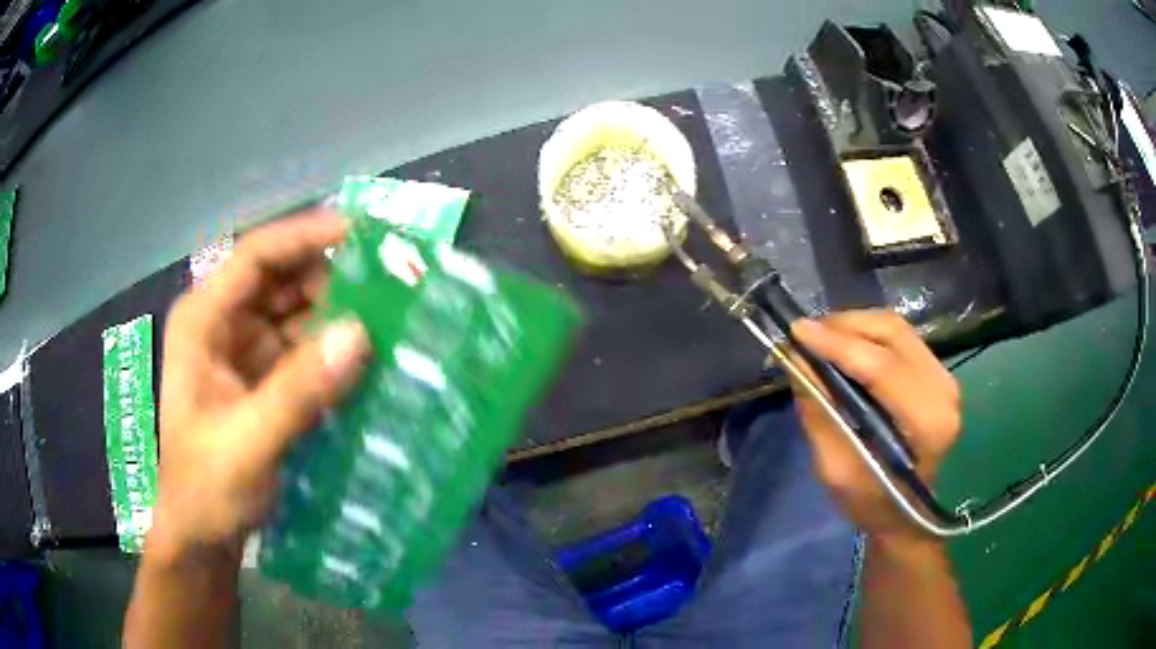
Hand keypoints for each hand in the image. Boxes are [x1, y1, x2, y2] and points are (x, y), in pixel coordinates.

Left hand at [149, 211, 371, 558]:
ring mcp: (245, 352)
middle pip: (282, 280)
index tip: (361, 234)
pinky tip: (370, 359)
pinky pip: (306, 351)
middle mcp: (224, 324)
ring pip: (298, 313)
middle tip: (390, 286)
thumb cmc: (206, 489)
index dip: (305, 236)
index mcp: (203, 321)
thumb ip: (297, 392)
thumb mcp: (247, 444)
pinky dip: (336, 351)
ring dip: (340, 315)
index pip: (255, 257)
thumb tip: (361, 333)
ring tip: (392, 319)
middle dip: (333, 278)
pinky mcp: (266, 380)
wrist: (202, 538)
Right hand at [789, 310, 960, 541]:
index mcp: (927, 423)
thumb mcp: (836, 469)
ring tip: (821, 337)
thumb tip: (797, 361)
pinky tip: (845, 344)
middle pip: (892, 334)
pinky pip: (900, 337)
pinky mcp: (938, 372)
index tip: (797, 331)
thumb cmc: (870, 501)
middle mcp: (944, 390)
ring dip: (854, 325)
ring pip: (896, 328)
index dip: (837, 344)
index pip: (882, 366)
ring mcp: (945, 377)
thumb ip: (821, 413)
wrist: (905, 513)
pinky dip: (868, 333)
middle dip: (844, 326)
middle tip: (806, 334)